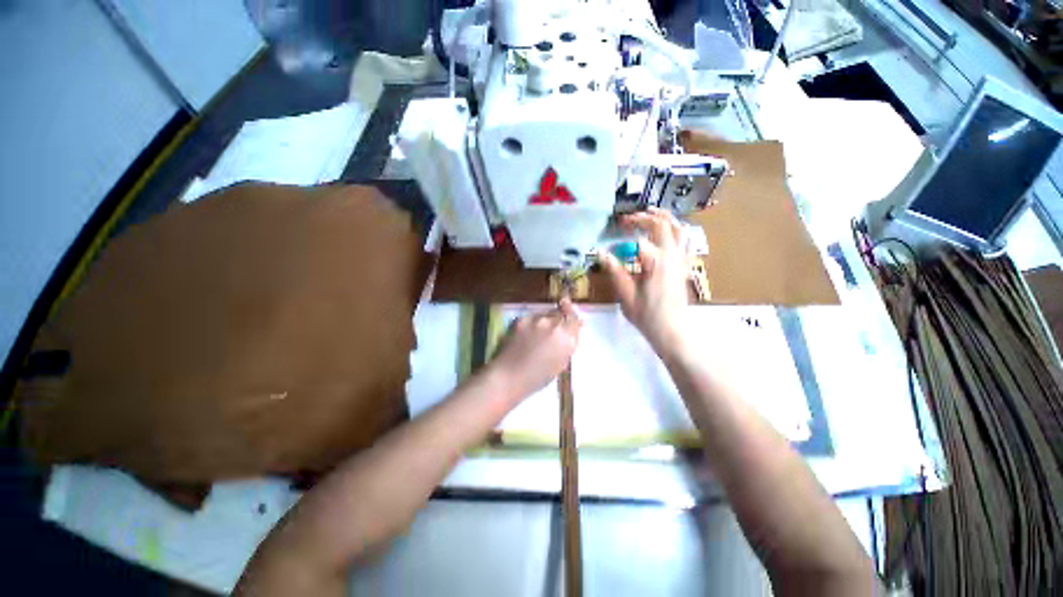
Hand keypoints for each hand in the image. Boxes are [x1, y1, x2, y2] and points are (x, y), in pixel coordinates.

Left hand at [489, 298, 581, 398]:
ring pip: (546, 313)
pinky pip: (532, 317)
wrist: (509, 376)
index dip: (572, 318)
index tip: (570, 321)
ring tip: (538, 334)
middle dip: (560, 316)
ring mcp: (537, 319)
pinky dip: (532, 323)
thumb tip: (576, 328)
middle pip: (561, 312)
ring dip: (546, 319)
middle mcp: (555, 325)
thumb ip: (569, 343)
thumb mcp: (561, 363)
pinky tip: (526, 335)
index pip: (574, 318)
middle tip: (553, 328)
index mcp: (567, 338)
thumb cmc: (537, 378)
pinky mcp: (522, 319)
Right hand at [600, 208, 690, 351]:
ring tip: (652, 214)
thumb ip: (615, 271)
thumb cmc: (647, 316)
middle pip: (663, 225)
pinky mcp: (685, 267)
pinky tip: (669, 233)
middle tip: (630, 218)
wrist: (672, 331)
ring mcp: (682, 261)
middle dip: (646, 217)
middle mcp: (672, 256)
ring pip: (680, 229)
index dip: (626, 232)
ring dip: (666, 218)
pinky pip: (687, 242)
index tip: (615, 232)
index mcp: (656, 262)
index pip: (640, 238)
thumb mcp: (625, 294)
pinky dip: (678, 231)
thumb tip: (601, 253)